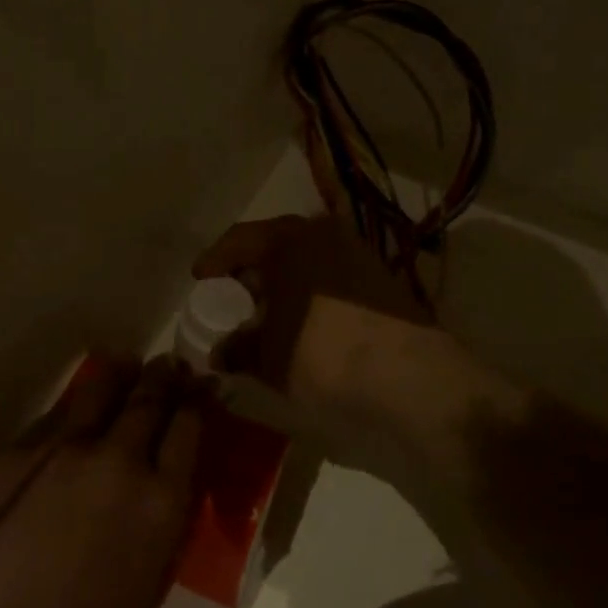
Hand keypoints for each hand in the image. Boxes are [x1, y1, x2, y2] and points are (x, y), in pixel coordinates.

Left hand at [0, 355, 203, 607]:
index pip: (188, 429)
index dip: (196, 404)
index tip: (199, 392)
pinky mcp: (18, 450)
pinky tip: (78, 406)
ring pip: (103, 387)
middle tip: (171, 366)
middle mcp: (120, 461)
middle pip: (150, 398)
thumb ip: (157, 533)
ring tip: (128, 364)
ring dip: (122, 374)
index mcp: (161, 504)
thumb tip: (157, 496)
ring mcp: (65, 448)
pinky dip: (77, 403)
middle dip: (165, 377)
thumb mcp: (140, 596)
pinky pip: (58, 413)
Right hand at [192, 215, 444, 476]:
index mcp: (288, 239)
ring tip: (267, 314)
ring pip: (305, 260)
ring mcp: (356, 251)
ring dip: (282, 283)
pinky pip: (330, 275)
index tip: (200, 280)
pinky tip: (304, 321)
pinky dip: (310, 292)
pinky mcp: (380, 276)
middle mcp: (322, 233)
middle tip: (233, 298)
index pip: (239, 239)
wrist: (407, 375)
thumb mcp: (269, 356)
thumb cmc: (322, 354)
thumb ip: (238, 348)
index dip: (215, 260)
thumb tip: (220, 353)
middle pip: (274, 245)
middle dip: (250, 272)